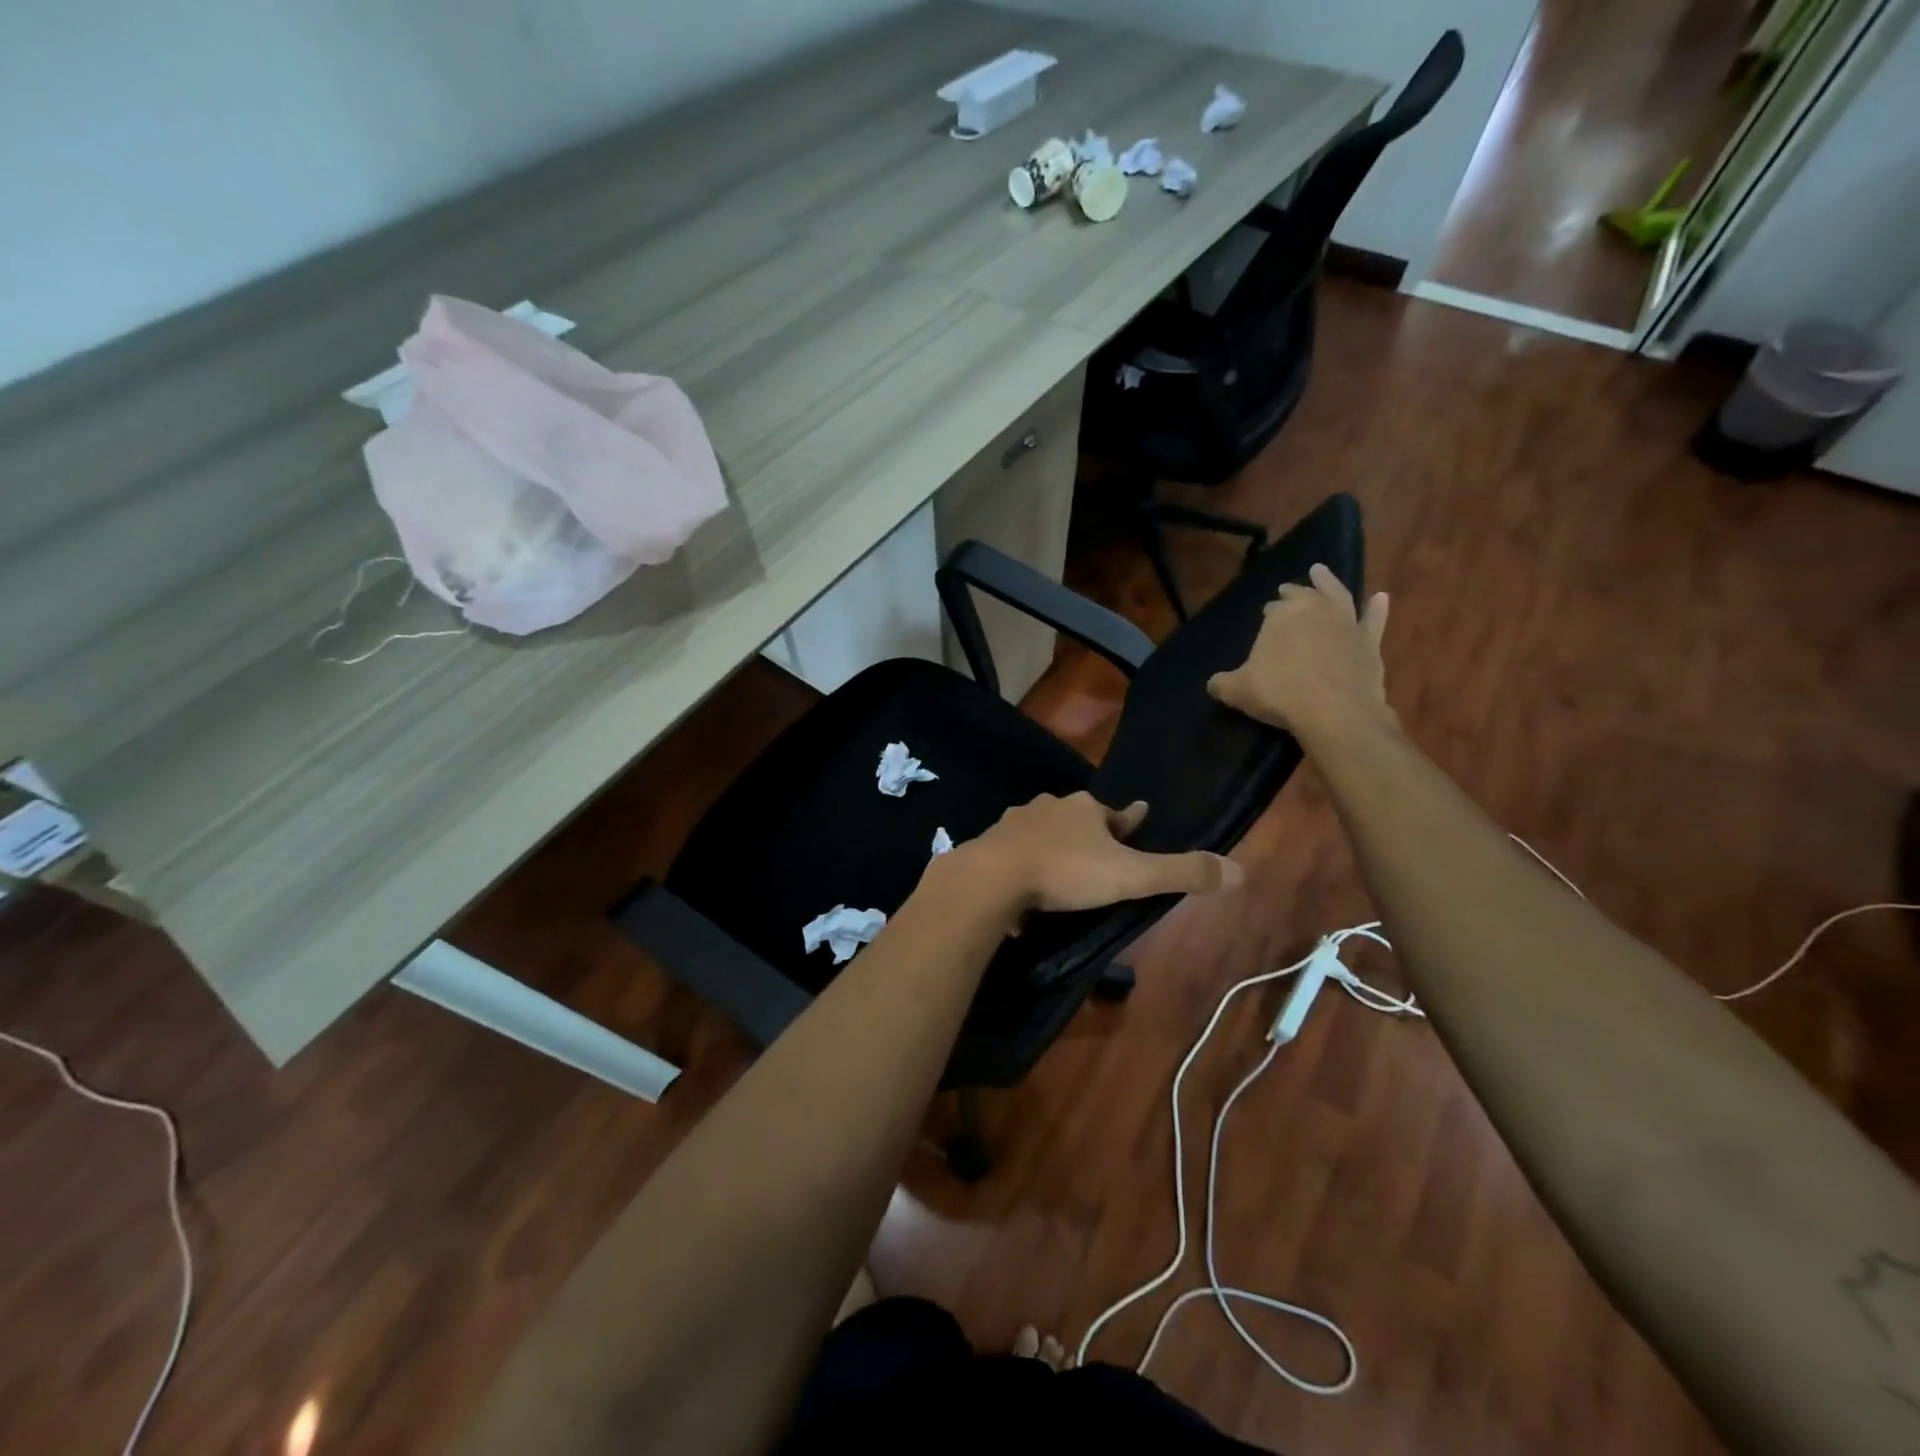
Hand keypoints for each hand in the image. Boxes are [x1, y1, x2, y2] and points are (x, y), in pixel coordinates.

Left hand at [958, 792, 1241, 913]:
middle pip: (1076, 817)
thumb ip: (1181, 873)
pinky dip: (1023, 865)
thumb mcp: (1131, 875)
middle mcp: (1050, 807)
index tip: (1139, 816)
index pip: (1116, 814)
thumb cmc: (1067, 871)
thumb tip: (1239, 871)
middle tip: (1097, 849)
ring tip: (1059, 866)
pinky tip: (1023, 886)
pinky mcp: (990, 844)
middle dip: (1088, 829)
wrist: (993, 876)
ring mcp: (1016, 823)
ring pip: (1042, 831)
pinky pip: (1014, 853)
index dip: (1131, 820)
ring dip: (1053, 844)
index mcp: (1085, 809)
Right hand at [1207, 562, 1391, 739]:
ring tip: (1320, 571)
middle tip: (1286, 590)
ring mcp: (1346, 624)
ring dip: (1328, 582)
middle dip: (1292, 593)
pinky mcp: (1370, 642)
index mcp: (1280, 616)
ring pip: (1337, 595)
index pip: (1272, 609)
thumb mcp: (1237, 691)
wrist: (1334, 711)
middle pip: (1302, 595)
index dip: (1269, 614)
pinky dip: (1377, 608)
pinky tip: (1380, 597)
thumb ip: (1222, 683)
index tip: (1264, 617)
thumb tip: (1214, 683)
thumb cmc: (1279, 694)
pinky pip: (1374, 620)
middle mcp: (1314, 610)